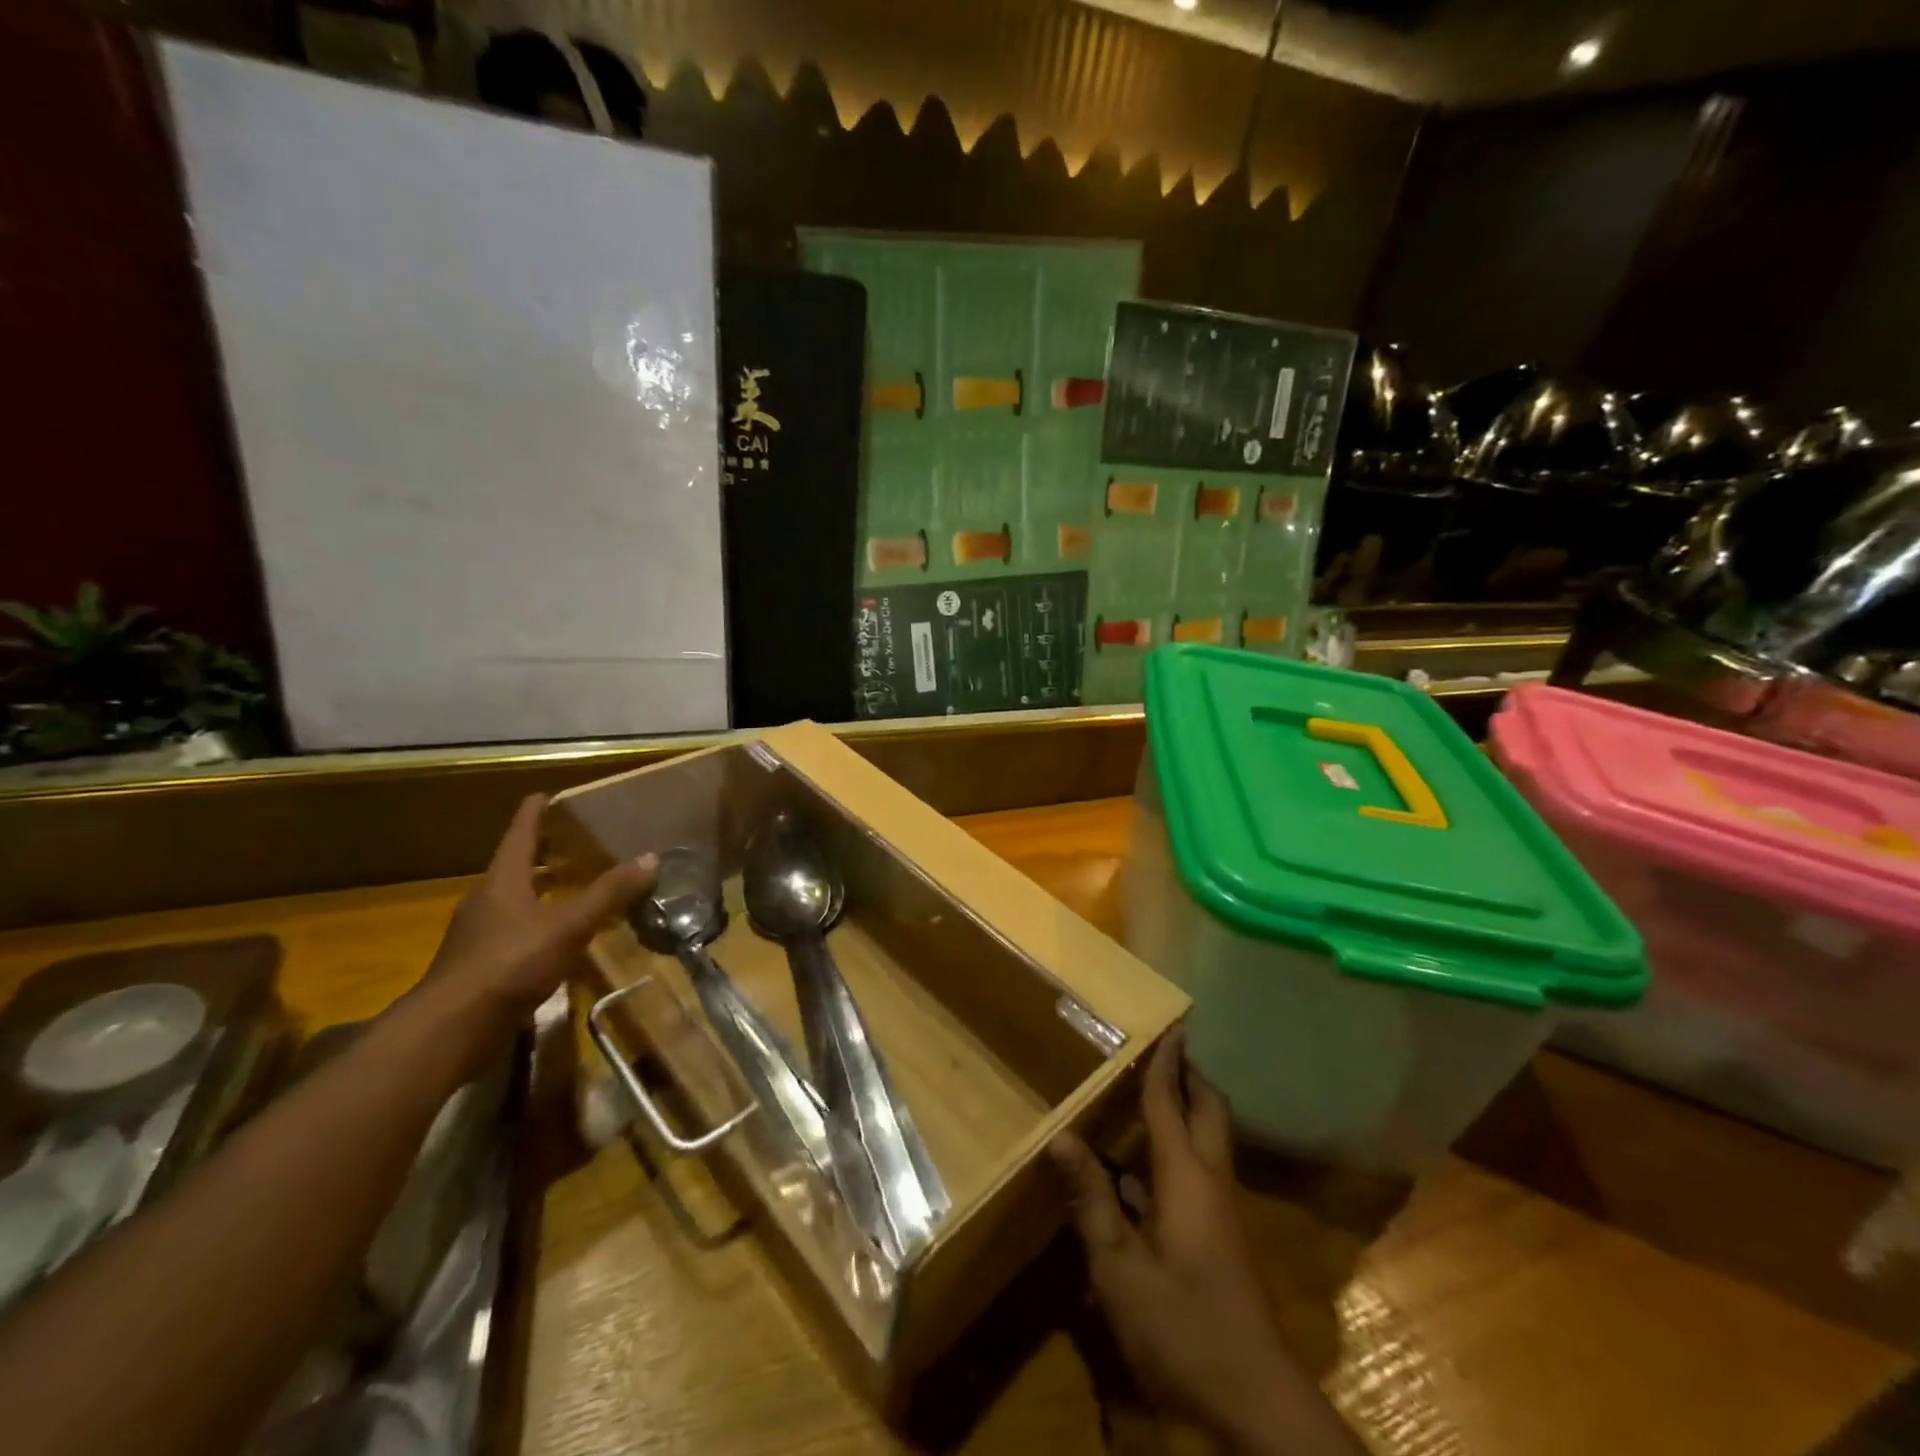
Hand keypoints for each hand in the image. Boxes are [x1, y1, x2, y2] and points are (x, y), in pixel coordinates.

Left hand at [413, 794, 655, 1043]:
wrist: (452, 1028)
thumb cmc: (509, 963)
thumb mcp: (568, 925)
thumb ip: (609, 893)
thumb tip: (651, 857)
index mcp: (503, 878)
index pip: (521, 830)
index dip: (537, 810)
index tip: (553, 794)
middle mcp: (488, 898)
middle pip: (518, 863)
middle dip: (547, 850)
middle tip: (580, 839)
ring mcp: (481, 933)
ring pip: (517, 897)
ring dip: (545, 888)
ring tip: (580, 883)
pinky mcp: (483, 963)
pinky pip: (518, 929)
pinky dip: (542, 922)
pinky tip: (566, 936)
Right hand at [1050, 1030, 1362, 1455]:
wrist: (1255, 1404)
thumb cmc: (1183, 1327)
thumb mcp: (1121, 1269)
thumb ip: (1092, 1202)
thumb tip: (1062, 1138)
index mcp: (1186, 1179)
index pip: (1171, 1105)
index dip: (1166, 1065)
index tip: (1170, 1026)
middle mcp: (1211, 1184)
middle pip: (1208, 1113)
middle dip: (1190, 1077)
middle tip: (1168, 1048)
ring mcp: (1222, 1214)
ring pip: (1210, 1142)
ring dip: (1189, 1110)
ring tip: (1156, 1092)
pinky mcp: (1223, 1241)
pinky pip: (1202, 1171)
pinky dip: (1181, 1148)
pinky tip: (1149, 1168)